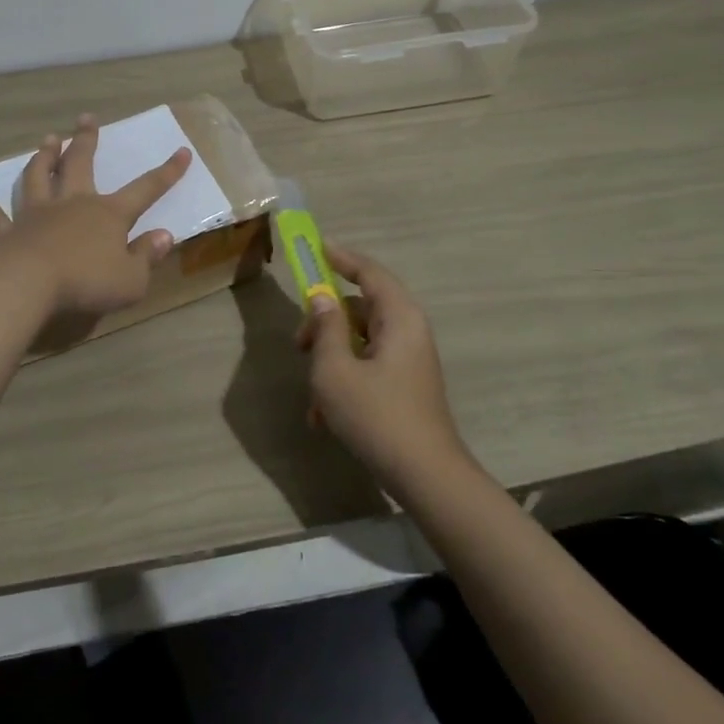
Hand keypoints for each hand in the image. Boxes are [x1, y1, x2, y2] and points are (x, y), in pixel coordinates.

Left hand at [0, 114, 191, 317]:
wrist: (31, 285)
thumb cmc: (88, 282)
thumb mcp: (131, 279)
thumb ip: (147, 257)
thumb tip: (164, 236)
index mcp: (108, 214)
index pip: (145, 189)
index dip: (166, 172)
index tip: (182, 151)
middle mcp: (73, 204)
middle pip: (81, 165)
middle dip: (86, 141)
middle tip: (86, 118)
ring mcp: (37, 215)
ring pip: (39, 178)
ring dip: (44, 158)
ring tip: (47, 140)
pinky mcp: (9, 233)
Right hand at [297, 244, 467, 487]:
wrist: (425, 476)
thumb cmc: (376, 416)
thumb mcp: (335, 370)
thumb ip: (325, 328)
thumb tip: (322, 299)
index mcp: (399, 318)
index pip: (369, 272)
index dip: (341, 257)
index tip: (316, 247)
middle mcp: (408, 332)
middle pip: (360, 308)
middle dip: (324, 323)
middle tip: (298, 344)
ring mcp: (409, 360)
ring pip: (360, 341)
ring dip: (330, 359)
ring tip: (311, 395)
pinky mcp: (405, 385)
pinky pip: (368, 366)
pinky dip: (344, 380)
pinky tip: (323, 417)